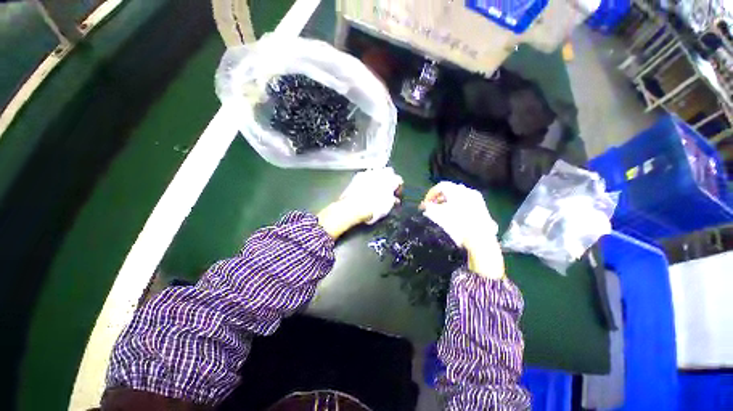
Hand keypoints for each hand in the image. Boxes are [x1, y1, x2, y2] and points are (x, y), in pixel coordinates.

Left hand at [318, 167, 402, 238]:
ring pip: (377, 171)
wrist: (353, 208)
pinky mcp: (357, 176)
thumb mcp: (387, 207)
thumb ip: (392, 200)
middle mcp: (380, 173)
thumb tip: (394, 199)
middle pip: (388, 172)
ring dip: (378, 178)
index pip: (399, 180)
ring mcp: (367, 173)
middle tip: (387, 189)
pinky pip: (366, 175)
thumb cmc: (373, 208)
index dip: (398, 188)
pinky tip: (366, 188)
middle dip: (389, 179)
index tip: (396, 195)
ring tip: (376, 188)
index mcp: (390, 180)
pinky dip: (368, 180)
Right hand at [421, 182, 504, 278]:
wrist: (479, 239)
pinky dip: (457, 205)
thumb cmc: (456, 225)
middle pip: (450, 190)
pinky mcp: (482, 207)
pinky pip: (466, 201)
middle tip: (432, 207)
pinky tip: (454, 215)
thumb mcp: (438, 215)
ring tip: (442, 212)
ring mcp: (476, 198)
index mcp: (456, 190)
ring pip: (458, 196)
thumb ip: (429, 207)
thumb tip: (424, 205)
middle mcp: (467, 191)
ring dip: (448, 201)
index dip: (430, 194)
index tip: (425, 203)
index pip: (440, 186)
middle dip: (439, 198)